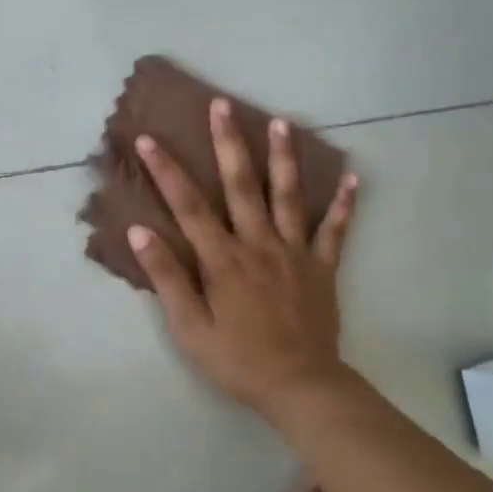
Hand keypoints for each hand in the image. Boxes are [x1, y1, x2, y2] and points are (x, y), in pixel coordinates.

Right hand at [128, 98, 356, 419]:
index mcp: (222, 259)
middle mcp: (258, 244)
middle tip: (222, 104)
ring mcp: (294, 252)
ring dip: (283, 157)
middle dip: (229, 142)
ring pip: (288, 196)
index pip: (188, 206)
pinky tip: (353, 177)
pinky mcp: (322, 267)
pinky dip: (344, 204)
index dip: (166, 170)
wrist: (301, 387)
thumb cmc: (237, 360)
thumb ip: (166, 278)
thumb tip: (139, 232)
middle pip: (241, 185)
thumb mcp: (189, 327)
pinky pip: (335, 230)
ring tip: (281, 121)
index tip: (150, 138)